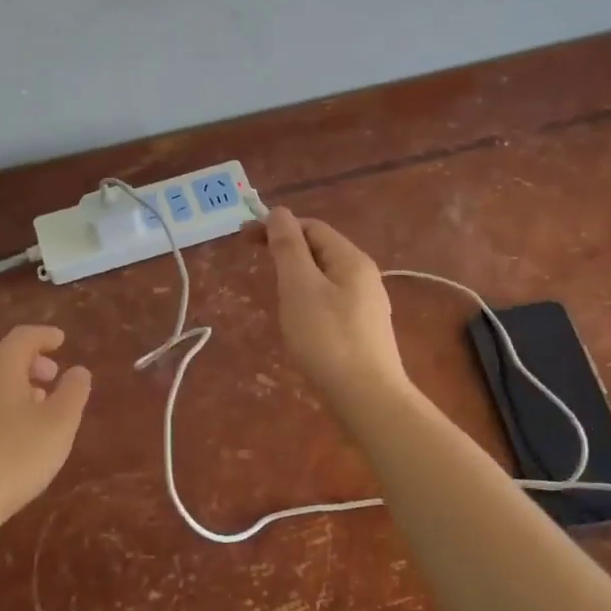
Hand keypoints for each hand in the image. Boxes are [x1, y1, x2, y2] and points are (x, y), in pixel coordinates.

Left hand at [0, 324, 91, 530]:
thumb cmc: (16, 455)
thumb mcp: (60, 424)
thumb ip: (73, 392)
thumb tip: (79, 370)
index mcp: (1, 367)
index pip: (23, 337)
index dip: (44, 336)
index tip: (61, 340)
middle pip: (2, 355)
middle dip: (28, 359)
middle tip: (51, 374)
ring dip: (14, 383)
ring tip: (38, 403)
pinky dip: (0, 403)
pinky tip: (13, 430)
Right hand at [261, 208, 408, 406]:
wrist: (368, 397)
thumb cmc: (327, 338)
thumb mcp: (299, 287)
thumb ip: (288, 247)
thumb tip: (279, 212)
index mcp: (351, 259)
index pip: (311, 227)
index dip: (277, 226)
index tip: (243, 239)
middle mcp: (364, 275)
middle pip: (320, 250)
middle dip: (286, 250)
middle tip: (253, 263)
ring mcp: (367, 304)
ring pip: (325, 277)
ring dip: (296, 275)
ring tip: (273, 292)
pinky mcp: (363, 330)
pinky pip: (331, 301)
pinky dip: (308, 299)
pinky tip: (298, 320)